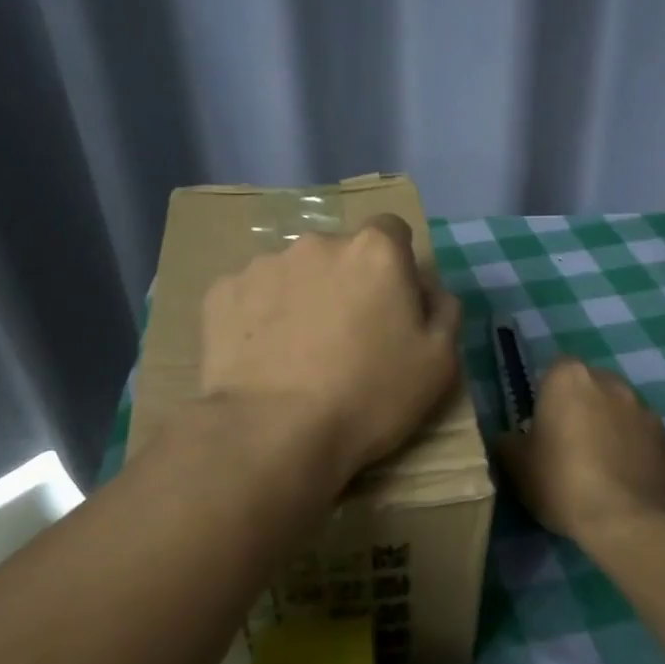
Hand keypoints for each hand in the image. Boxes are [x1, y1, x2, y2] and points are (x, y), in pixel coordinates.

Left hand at [198, 215, 463, 485]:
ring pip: (292, 273)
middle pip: (339, 253)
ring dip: (300, 298)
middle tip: (344, 337)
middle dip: (345, 282)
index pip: (391, 231)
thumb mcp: (439, 362)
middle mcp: (317, 243)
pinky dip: (258, 318)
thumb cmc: (369, 396)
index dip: (394, 265)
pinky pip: (250, 296)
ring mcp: (263, 265)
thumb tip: (426, 288)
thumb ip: (443, 310)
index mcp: (374, 251)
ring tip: (296, 353)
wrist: (274, 432)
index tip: (390, 304)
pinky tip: (260, 358)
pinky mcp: (221, 293)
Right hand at [494, 358, 664, 540]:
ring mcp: (644, 408)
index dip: (545, 397)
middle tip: (566, 446)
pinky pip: (640, 435)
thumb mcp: (516, 465)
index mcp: (568, 378)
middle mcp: (610, 382)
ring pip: (617, 410)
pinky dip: (631, 448)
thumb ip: (507, 441)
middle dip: (579, 408)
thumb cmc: (562, 482)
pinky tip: (621, 479)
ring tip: (597, 467)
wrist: (628, 521)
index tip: (541, 426)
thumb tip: (509, 438)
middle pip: (588, 387)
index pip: (553, 371)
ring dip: (607, 427)